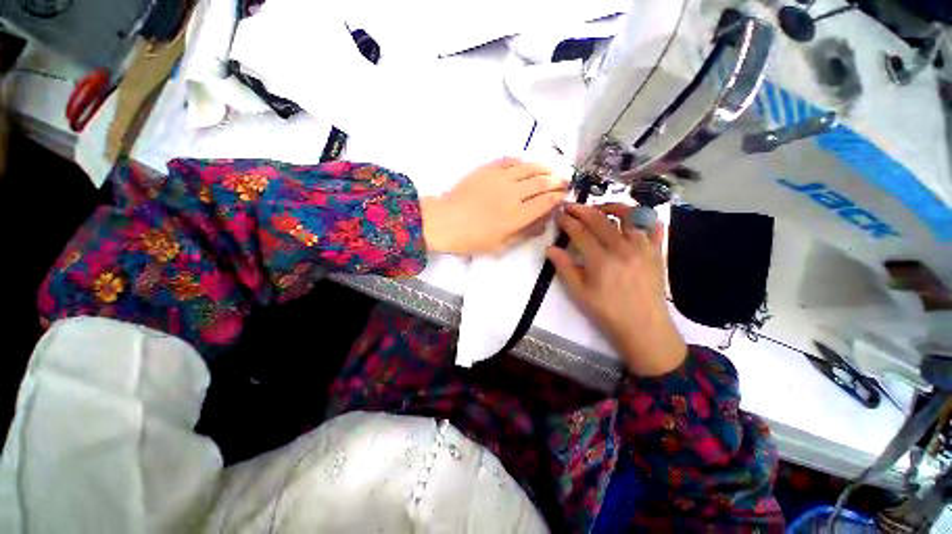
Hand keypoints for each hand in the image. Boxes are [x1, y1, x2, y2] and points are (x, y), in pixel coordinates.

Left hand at [420, 158, 567, 255]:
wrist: (444, 222)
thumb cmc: (471, 239)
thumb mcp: (500, 246)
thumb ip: (523, 234)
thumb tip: (542, 224)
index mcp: (517, 215)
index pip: (545, 202)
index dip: (558, 198)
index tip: (564, 196)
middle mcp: (513, 193)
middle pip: (541, 182)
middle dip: (556, 181)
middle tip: (564, 180)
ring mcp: (500, 178)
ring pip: (529, 168)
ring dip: (543, 168)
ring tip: (551, 169)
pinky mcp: (487, 169)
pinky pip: (509, 160)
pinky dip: (521, 161)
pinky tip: (524, 164)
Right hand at [547, 204, 686, 376]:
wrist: (644, 327)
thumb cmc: (607, 312)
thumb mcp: (579, 293)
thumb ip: (565, 268)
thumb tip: (550, 249)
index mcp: (600, 260)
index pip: (580, 232)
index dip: (567, 221)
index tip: (559, 215)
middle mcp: (622, 248)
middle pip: (600, 220)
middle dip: (582, 210)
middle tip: (570, 206)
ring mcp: (643, 248)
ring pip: (629, 216)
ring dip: (611, 207)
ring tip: (600, 209)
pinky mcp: (657, 252)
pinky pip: (654, 227)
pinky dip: (644, 218)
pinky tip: (633, 220)